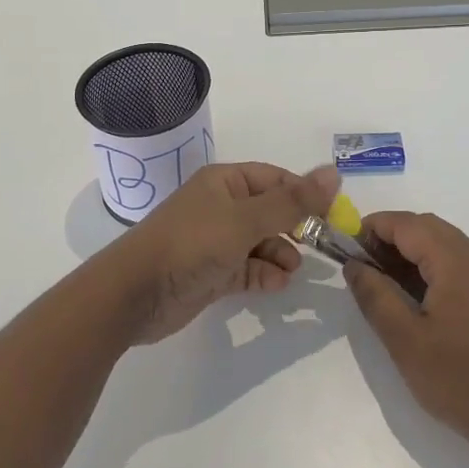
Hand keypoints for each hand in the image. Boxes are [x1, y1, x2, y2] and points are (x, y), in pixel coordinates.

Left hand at [99, 162, 339, 343]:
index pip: (276, 180)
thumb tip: (334, 173)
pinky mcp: (211, 273)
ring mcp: (215, 242)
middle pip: (270, 211)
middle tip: (320, 245)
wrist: (134, 294)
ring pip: (260, 242)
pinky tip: (276, 285)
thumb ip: (292, 201)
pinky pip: (247, 268)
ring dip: (280, 254)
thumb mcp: (246, 219)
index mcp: (225, 182)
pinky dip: (263, 275)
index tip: (333, 215)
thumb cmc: (191, 244)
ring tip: (293, 270)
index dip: (304, 194)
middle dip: (295, 227)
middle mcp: (221, 207)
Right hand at [346, 211, 468, 464]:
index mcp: (456, 261)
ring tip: (381, 282)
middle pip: (426, 228)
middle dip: (390, 238)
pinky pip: (456, 263)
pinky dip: (429, 266)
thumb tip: (353, 264)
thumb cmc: (460, 380)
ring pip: (442, 244)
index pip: (407, 224)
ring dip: (409, 252)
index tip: (345, 249)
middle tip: (361, 267)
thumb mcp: (405, 341)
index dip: (373, 228)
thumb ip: (376, 296)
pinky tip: (413, 297)